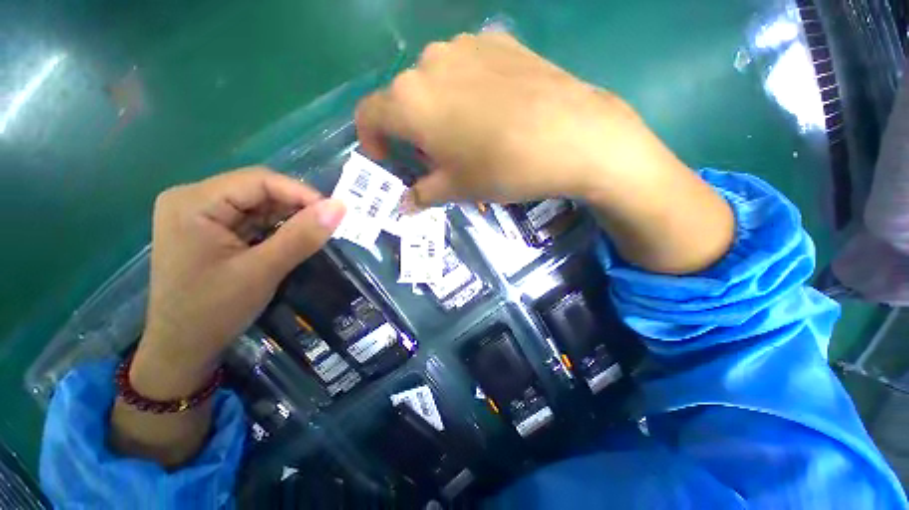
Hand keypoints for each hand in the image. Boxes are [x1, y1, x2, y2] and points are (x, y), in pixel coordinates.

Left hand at [130, 168, 345, 398]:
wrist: (182, 350)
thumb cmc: (213, 312)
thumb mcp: (263, 271)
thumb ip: (302, 236)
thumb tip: (340, 207)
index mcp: (194, 202)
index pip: (259, 180)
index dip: (301, 193)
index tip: (334, 213)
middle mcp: (193, 199)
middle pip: (258, 190)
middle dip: (296, 207)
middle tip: (327, 226)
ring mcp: (200, 215)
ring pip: (258, 204)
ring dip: (289, 218)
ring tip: (314, 234)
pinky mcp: (210, 230)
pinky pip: (253, 219)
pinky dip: (277, 229)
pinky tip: (292, 241)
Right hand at [355, 32, 676, 206]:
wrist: (571, 136)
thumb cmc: (502, 169)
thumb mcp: (457, 189)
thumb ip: (423, 193)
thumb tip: (405, 204)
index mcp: (410, 101)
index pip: (368, 115)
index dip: (371, 140)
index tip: (388, 158)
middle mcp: (429, 63)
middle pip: (403, 98)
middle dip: (411, 130)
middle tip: (436, 155)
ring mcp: (465, 45)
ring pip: (434, 81)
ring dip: (437, 108)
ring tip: (466, 133)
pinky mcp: (498, 41)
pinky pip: (466, 67)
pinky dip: (465, 90)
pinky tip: (491, 109)